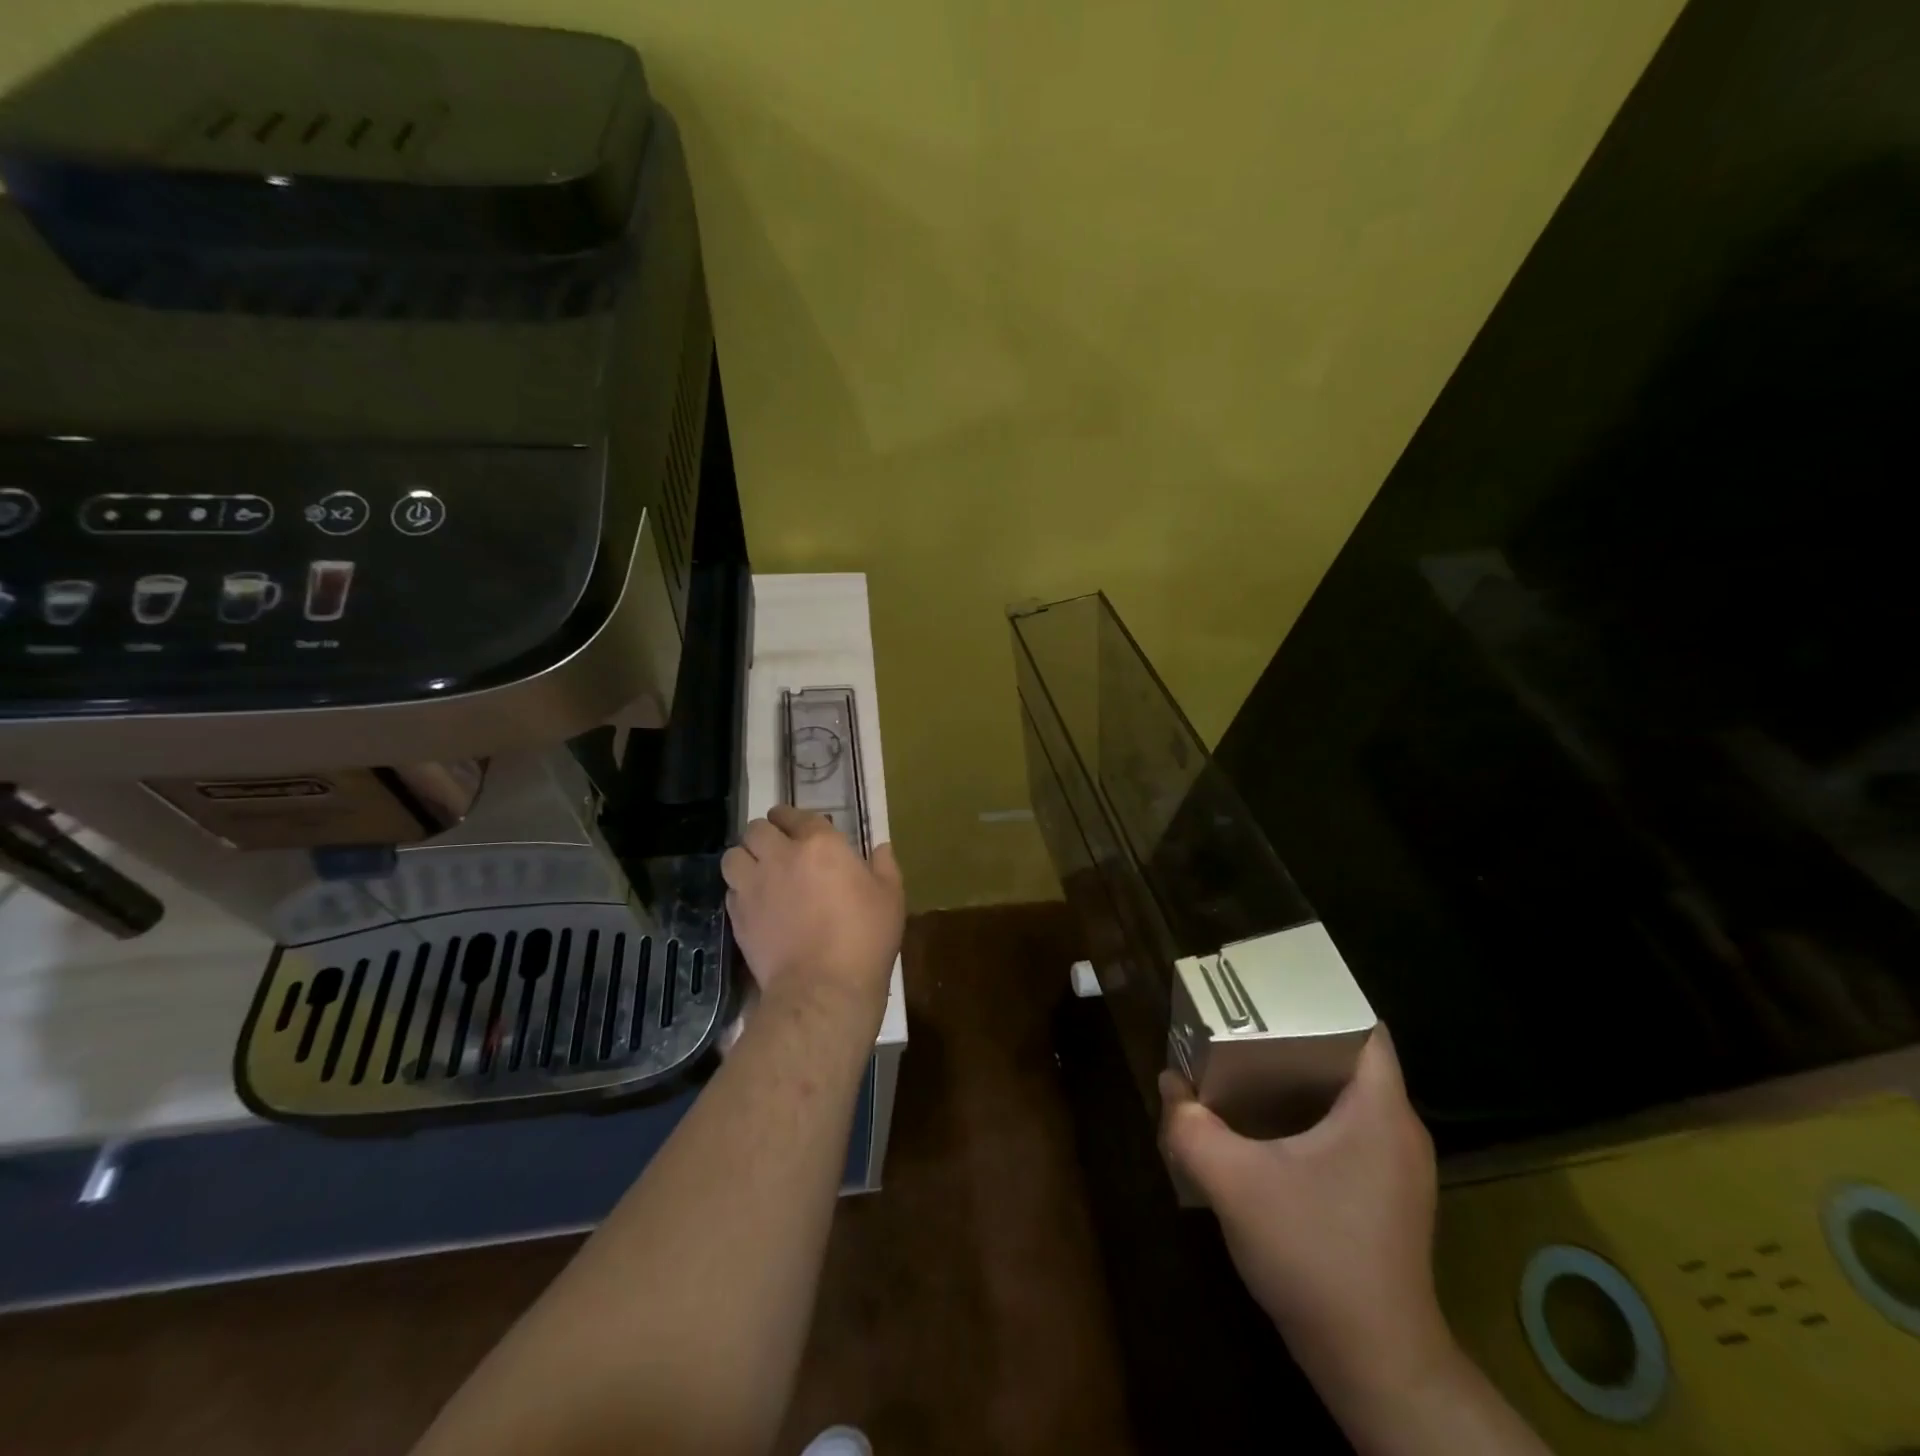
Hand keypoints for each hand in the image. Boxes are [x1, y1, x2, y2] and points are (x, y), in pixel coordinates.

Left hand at [720, 806, 903, 1017]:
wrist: (823, 987)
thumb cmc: (865, 937)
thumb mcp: (890, 897)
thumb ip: (884, 866)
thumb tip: (880, 847)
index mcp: (820, 844)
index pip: (796, 815)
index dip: (793, 818)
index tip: (797, 827)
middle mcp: (781, 856)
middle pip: (756, 829)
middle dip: (765, 833)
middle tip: (777, 848)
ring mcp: (754, 886)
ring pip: (733, 856)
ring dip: (745, 858)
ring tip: (758, 871)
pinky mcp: (738, 916)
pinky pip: (730, 890)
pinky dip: (739, 891)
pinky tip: (755, 903)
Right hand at [1159, 1028, 1452, 1401]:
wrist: (1374, 1365)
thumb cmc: (1313, 1255)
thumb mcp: (1234, 1182)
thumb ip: (1190, 1126)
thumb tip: (1170, 1085)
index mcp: (1378, 1109)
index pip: (1363, 1024)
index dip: (1318, 999)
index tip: (1268, 993)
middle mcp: (1398, 1128)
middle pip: (1348, 1055)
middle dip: (1293, 1035)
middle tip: (1240, 1025)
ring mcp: (1396, 1165)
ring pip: (1346, 1094)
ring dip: (1297, 1077)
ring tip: (1243, 1067)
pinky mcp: (1385, 1194)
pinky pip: (1347, 1128)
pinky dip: (1307, 1114)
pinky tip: (1264, 1129)